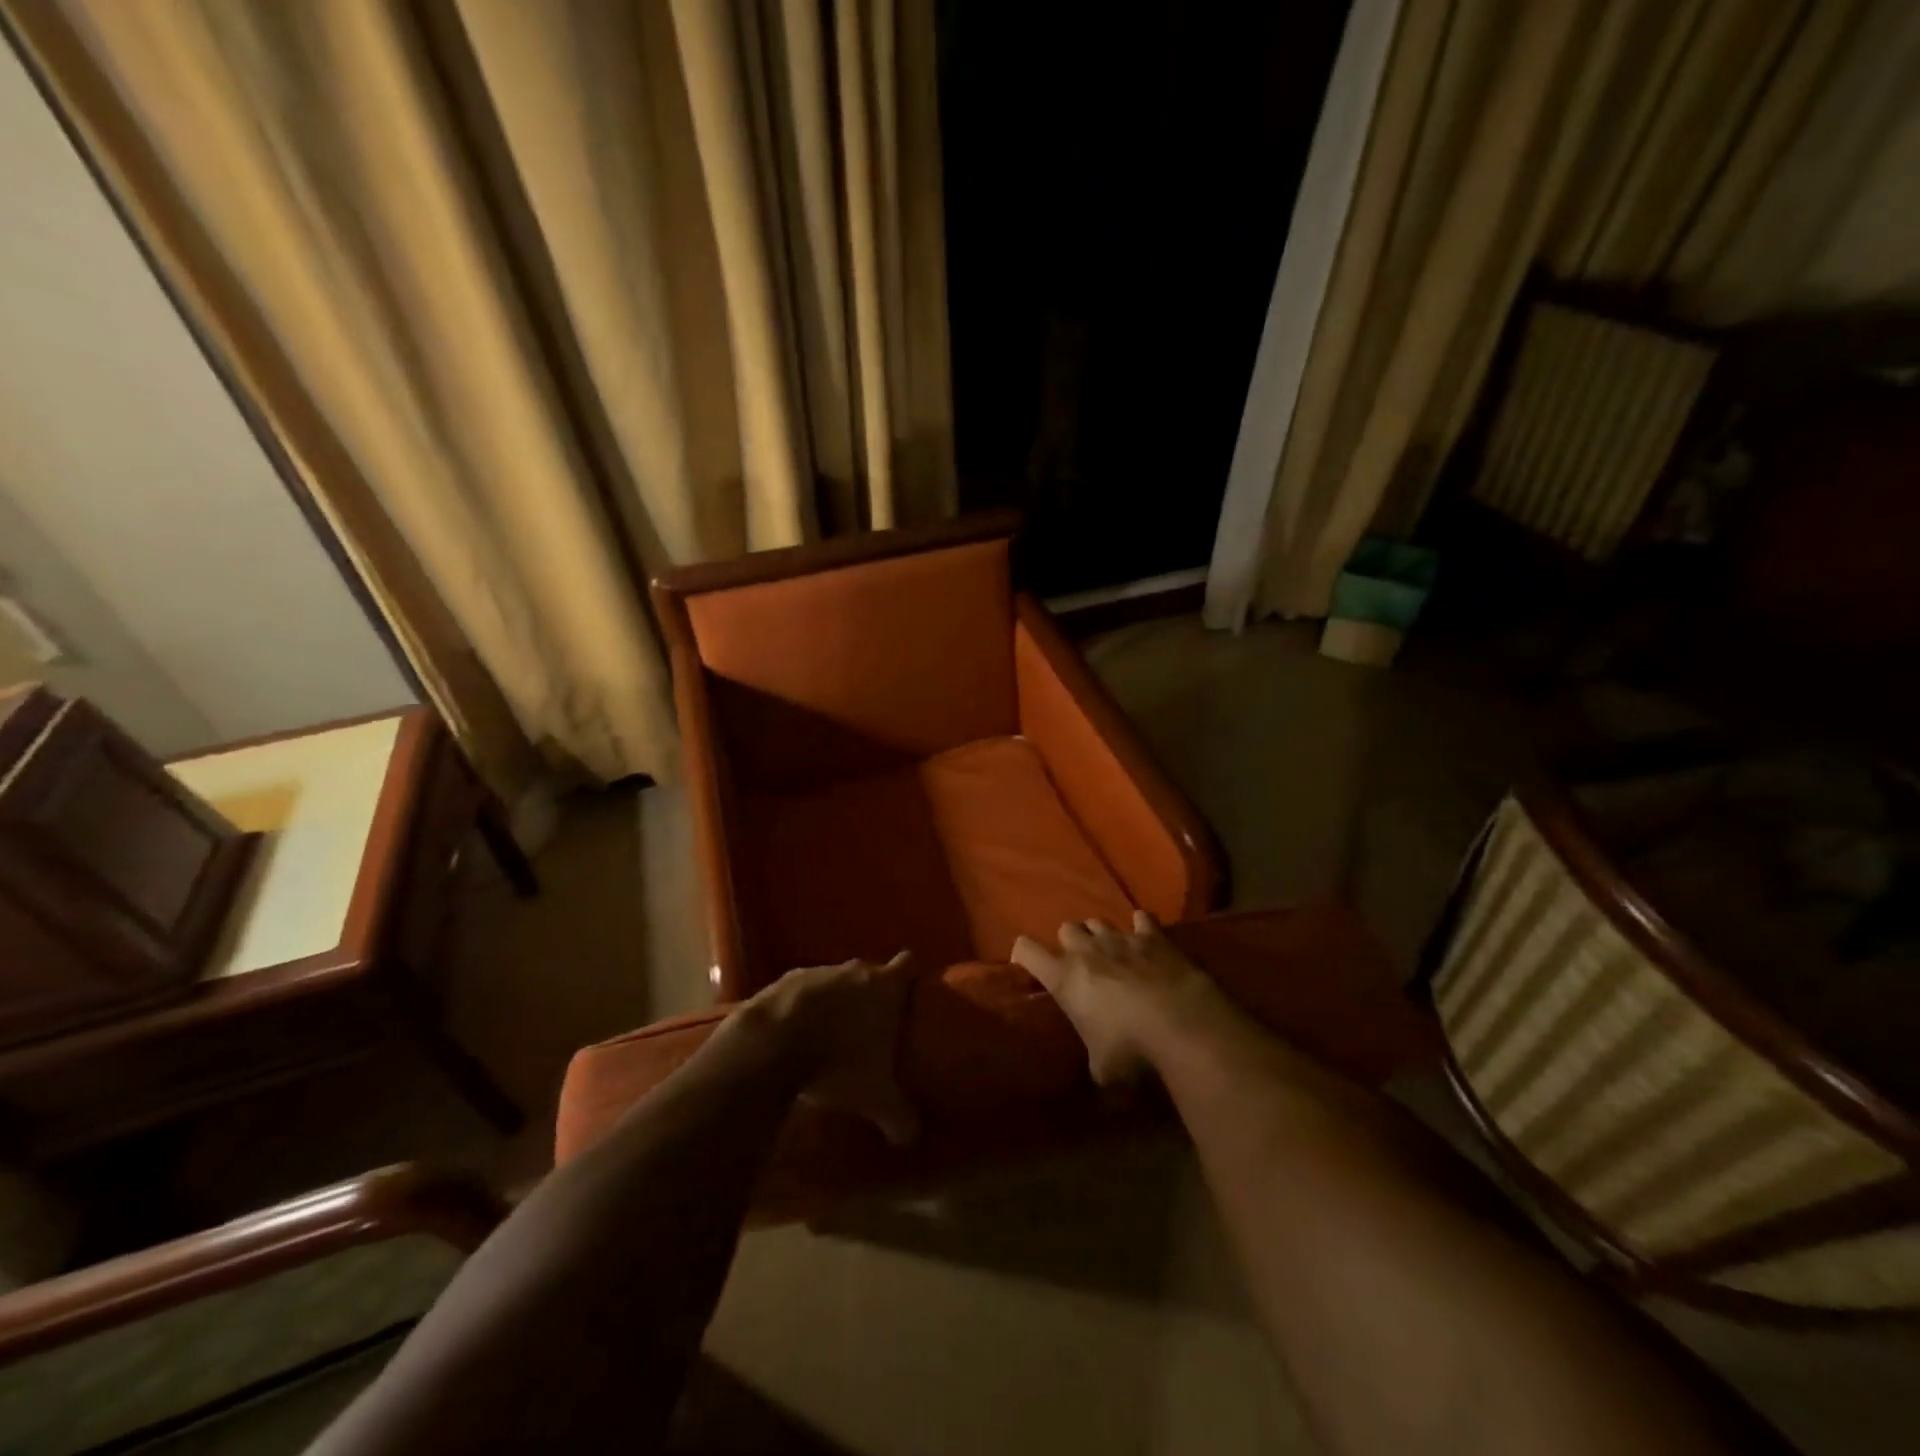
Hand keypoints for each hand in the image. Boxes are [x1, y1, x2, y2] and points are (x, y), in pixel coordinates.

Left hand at [735, 952, 919, 1145]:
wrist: (771, 1045)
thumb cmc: (838, 1062)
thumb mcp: (875, 1098)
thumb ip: (898, 1115)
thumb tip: (912, 1138)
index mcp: (885, 986)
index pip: (909, 964)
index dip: (910, 977)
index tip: (909, 996)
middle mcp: (854, 970)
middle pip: (870, 972)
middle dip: (871, 994)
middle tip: (871, 1026)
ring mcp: (817, 971)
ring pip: (834, 980)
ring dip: (834, 1001)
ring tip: (830, 1034)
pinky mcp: (782, 980)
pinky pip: (800, 992)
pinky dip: (801, 1008)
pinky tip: (795, 1035)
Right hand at [1013, 912, 1219, 1085]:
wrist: (1181, 1022)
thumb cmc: (1130, 1048)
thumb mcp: (1103, 1068)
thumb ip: (1094, 1060)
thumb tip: (1101, 1072)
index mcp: (1064, 977)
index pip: (1026, 950)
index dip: (1023, 954)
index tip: (1027, 964)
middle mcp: (1087, 950)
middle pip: (1066, 928)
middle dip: (1070, 943)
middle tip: (1080, 965)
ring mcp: (1121, 938)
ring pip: (1099, 921)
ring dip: (1101, 935)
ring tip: (1111, 954)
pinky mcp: (1154, 936)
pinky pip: (1142, 920)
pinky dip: (1141, 928)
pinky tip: (1146, 940)